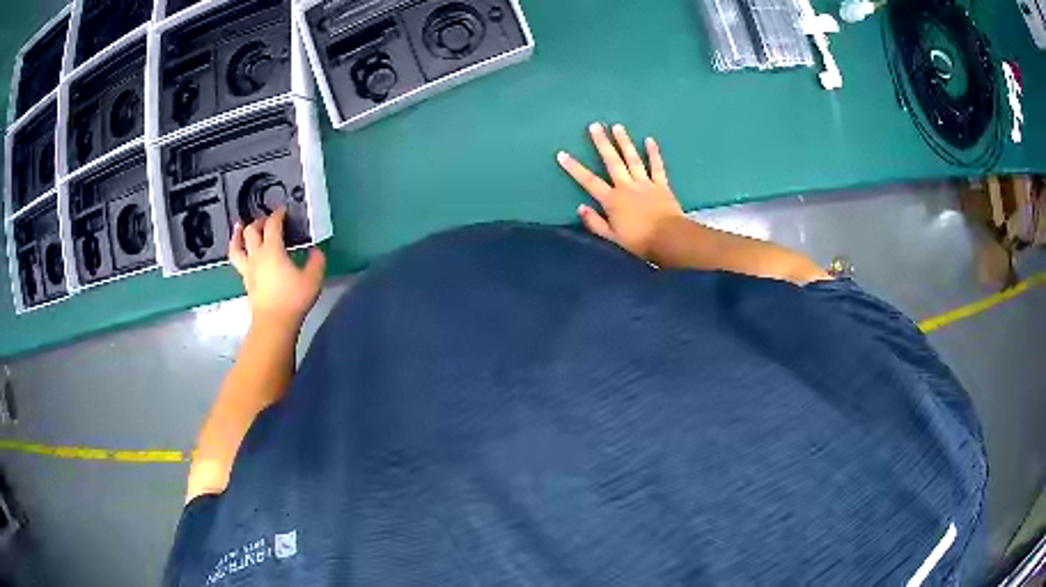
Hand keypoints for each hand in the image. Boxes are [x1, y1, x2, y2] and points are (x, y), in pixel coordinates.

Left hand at [228, 208, 325, 327]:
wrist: (274, 323)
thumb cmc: (293, 299)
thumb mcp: (313, 279)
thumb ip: (316, 261)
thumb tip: (315, 250)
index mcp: (273, 250)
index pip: (273, 225)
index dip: (278, 215)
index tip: (283, 211)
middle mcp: (257, 255)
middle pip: (252, 231)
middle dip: (259, 222)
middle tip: (266, 220)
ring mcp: (249, 269)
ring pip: (237, 247)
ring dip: (237, 235)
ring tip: (239, 227)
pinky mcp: (246, 282)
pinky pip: (238, 262)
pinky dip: (238, 252)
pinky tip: (243, 254)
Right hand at [557, 123, 684, 260]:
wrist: (669, 238)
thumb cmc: (639, 241)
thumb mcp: (612, 237)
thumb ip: (595, 223)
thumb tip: (580, 208)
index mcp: (612, 200)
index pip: (589, 181)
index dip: (574, 168)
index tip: (562, 154)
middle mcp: (626, 186)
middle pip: (612, 161)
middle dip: (602, 143)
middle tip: (595, 126)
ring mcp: (645, 183)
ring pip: (632, 159)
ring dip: (624, 142)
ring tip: (617, 126)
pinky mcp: (661, 185)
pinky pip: (657, 166)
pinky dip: (653, 153)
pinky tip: (649, 140)